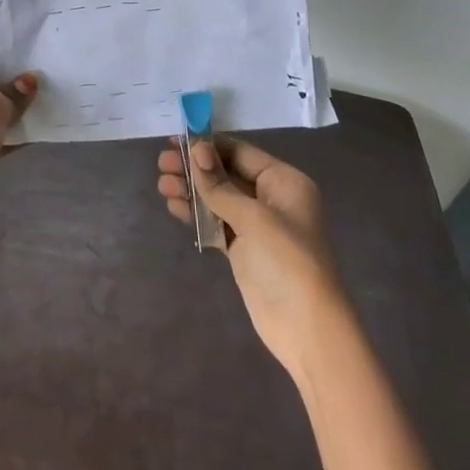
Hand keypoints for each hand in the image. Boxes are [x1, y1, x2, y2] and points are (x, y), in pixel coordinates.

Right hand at [157, 137, 354, 378]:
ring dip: (191, 190)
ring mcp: (257, 226)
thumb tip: (196, 149)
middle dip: (195, 168)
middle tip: (162, 163)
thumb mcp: (253, 217)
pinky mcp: (244, 250)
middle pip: (227, 174)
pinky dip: (196, 214)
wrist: (307, 329)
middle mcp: (272, 198)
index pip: (240, 153)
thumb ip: (220, 184)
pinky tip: (174, 206)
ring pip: (219, 198)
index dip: (208, 146)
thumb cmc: (286, 261)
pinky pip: (216, 222)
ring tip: (162, 185)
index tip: (175, 140)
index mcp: (284, 182)